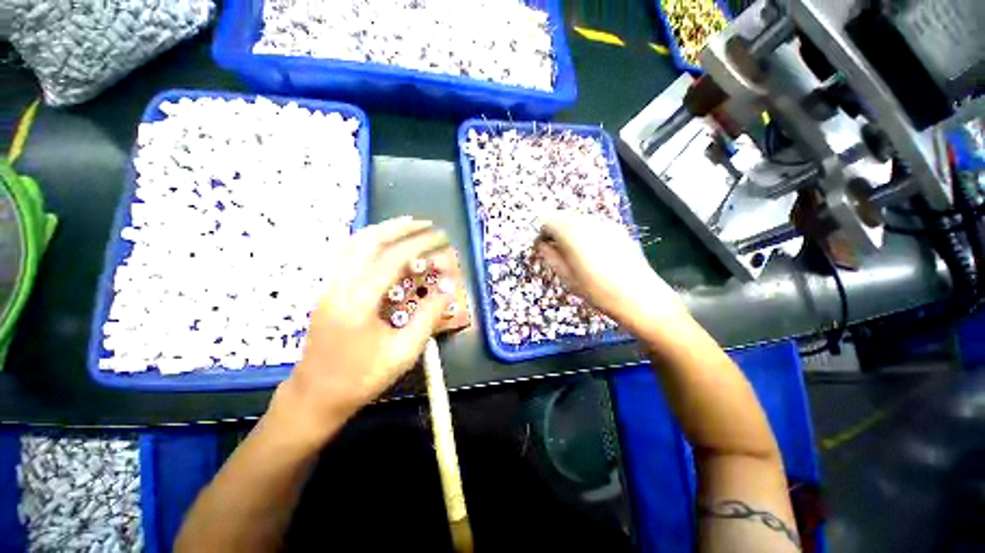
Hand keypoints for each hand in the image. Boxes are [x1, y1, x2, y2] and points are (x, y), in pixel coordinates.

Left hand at [277, 217, 453, 434]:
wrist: (315, 396)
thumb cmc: (361, 378)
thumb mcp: (403, 352)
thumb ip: (428, 317)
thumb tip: (447, 290)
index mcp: (358, 302)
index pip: (393, 259)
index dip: (420, 244)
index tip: (440, 238)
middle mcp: (338, 286)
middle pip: (369, 241)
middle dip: (400, 228)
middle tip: (425, 224)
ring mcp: (327, 286)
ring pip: (352, 243)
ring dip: (382, 230)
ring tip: (406, 225)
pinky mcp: (326, 290)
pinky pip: (345, 254)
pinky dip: (366, 240)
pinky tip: (379, 241)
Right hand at [536, 213, 685, 332]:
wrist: (639, 296)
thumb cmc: (597, 290)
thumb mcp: (567, 277)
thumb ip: (551, 256)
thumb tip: (542, 245)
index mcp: (571, 233)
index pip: (548, 222)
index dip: (542, 234)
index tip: (543, 249)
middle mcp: (587, 222)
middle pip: (563, 217)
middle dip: (556, 231)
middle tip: (557, 252)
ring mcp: (605, 224)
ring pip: (579, 220)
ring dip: (571, 232)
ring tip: (575, 254)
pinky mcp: (618, 229)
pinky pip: (594, 225)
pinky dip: (586, 233)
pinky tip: (594, 253)